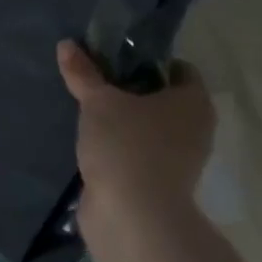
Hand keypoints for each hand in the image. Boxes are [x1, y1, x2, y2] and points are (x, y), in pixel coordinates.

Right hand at [56, 40, 215, 242]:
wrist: (132, 217)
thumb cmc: (126, 146)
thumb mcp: (98, 102)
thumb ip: (83, 73)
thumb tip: (66, 44)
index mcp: (193, 101)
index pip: (178, 69)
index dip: (147, 61)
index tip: (113, 60)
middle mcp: (195, 128)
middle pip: (162, 99)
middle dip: (130, 92)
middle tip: (95, 83)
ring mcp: (180, 160)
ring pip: (149, 129)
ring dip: (123, 122)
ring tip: (87, 112)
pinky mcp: (160, 184)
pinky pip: (139, 154)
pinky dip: (119, 148)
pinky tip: (91, 143)